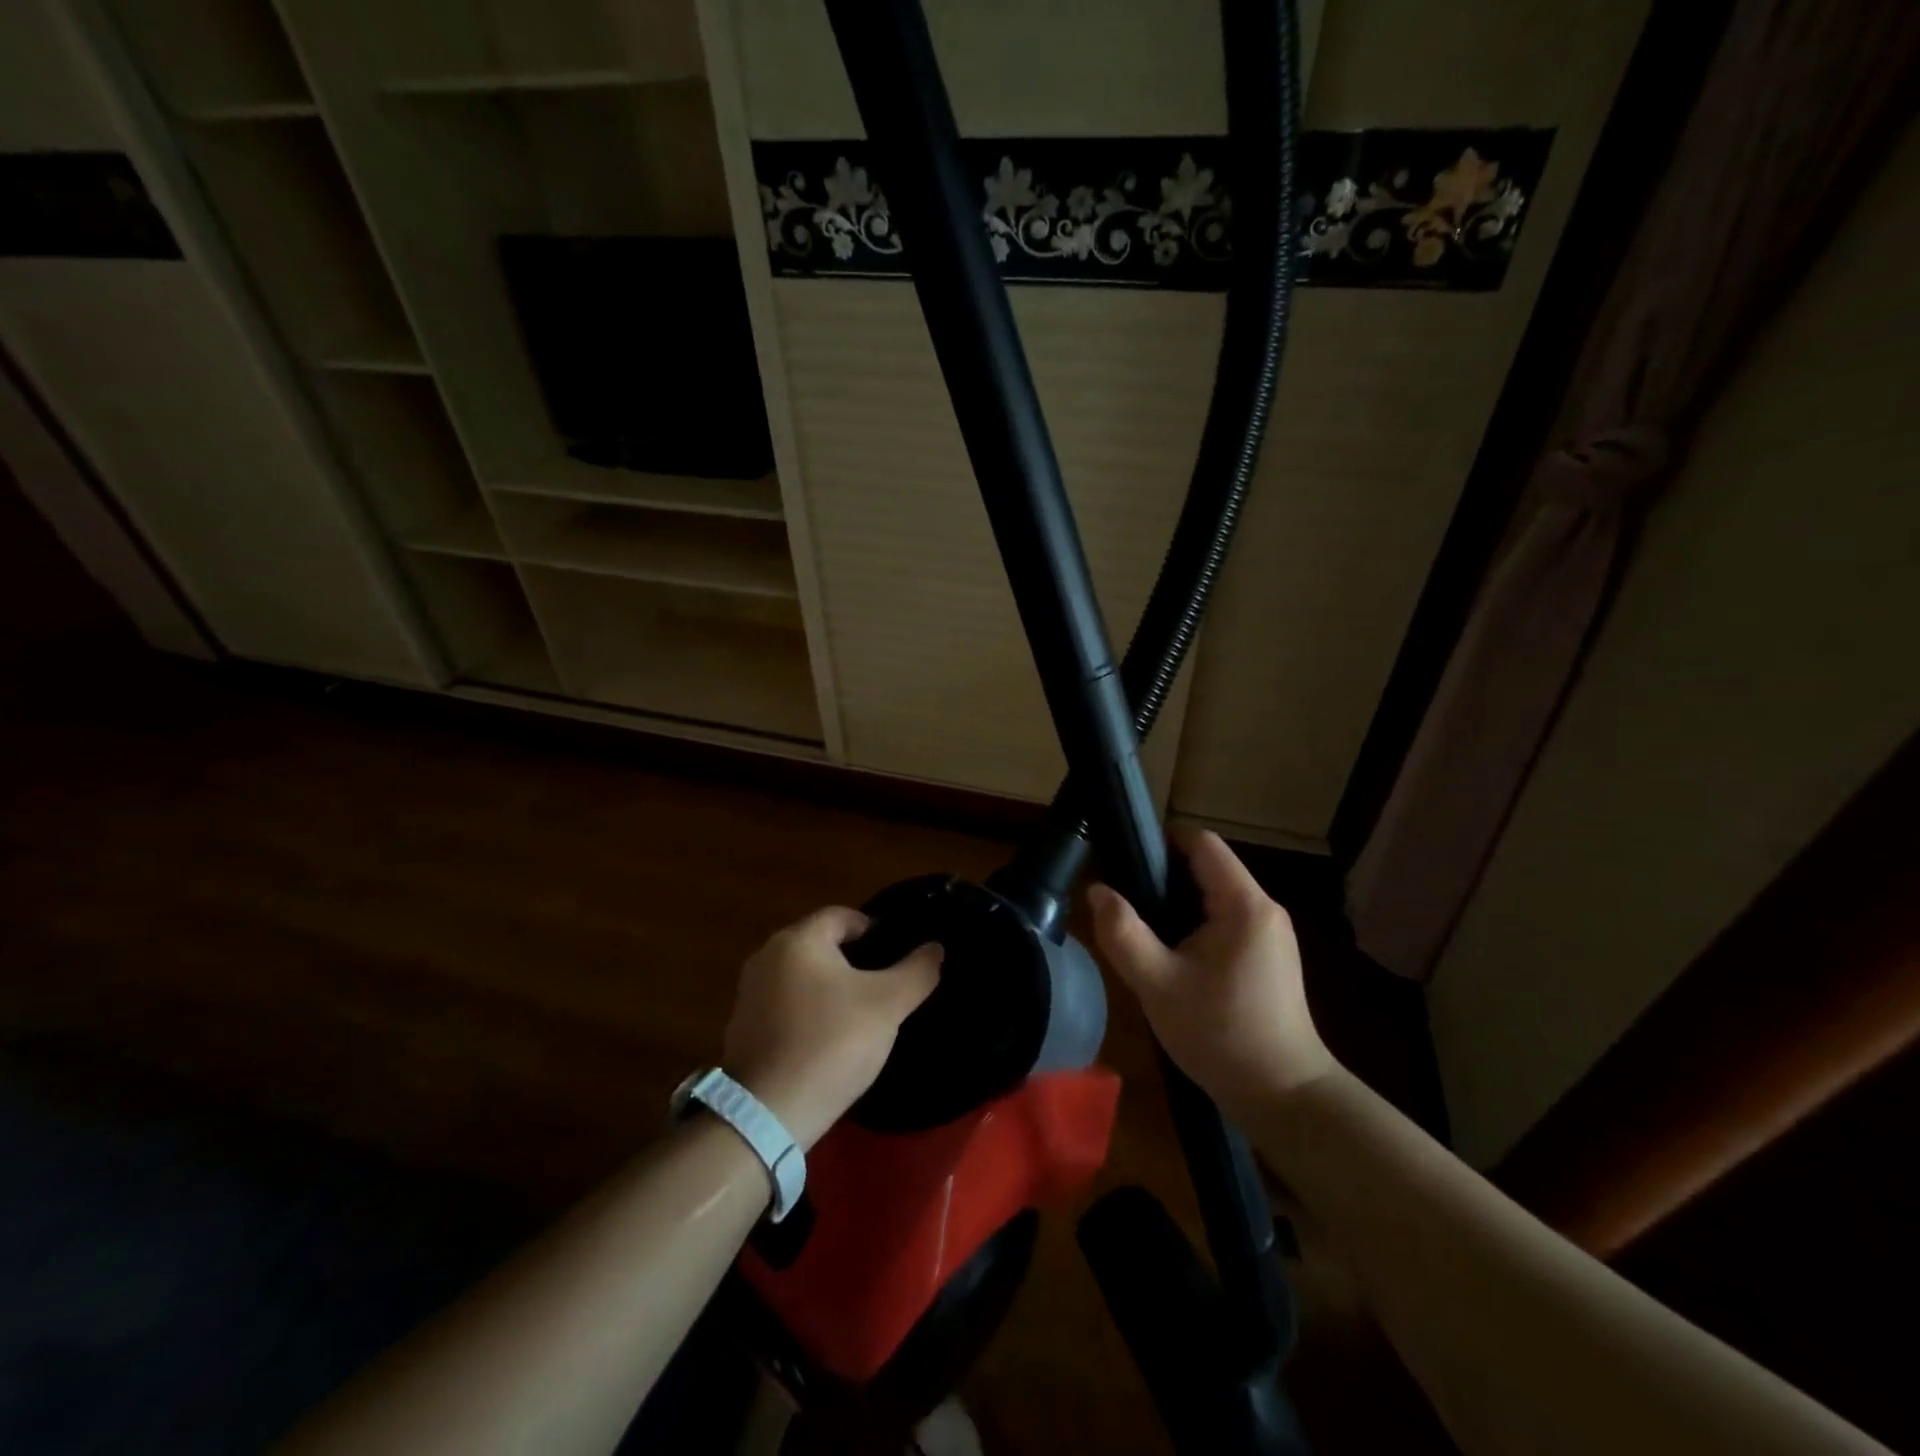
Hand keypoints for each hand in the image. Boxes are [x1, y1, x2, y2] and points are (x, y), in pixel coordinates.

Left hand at [722, 907, 941, 1149]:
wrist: (767, 1113)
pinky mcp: (742, 1028)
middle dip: (852, 960)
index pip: (842, 916)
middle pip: (820, 944)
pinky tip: (828, 1040)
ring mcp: (749, 994)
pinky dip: (807, 1013)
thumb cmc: (831, 1043)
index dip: (874, 930)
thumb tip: (935, 948)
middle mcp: (766, 956)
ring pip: (801, 976)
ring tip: (859, 1014)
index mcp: (798, 940)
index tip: (897, 954)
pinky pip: (785, 1006)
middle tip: (884, 985)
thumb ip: (917, 971)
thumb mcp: (888, 1005)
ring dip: (829, 988)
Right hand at [1088, 830, 1336, 1119]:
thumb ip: (1122, 933)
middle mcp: (1263, 907)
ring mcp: (1270, 932)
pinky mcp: (1269, 954)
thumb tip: (1096, 890)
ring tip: (1142, 927)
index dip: (1160, 842)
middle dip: (1162, 875)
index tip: (1123, 861)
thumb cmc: (1220, 1035)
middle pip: (1207, 865)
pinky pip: (1225, 917)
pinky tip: (1171, 952)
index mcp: (1243, 903)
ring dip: (1176, 901)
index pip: (1201, 841)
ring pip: (1214, 893)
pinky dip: (1194, 922)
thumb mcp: (1157, 984)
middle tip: (1125, 901)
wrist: (1284, 1096)